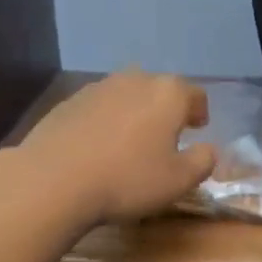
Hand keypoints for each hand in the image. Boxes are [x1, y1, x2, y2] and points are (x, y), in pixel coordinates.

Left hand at [20, 69, 216, 226]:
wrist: (53, 179)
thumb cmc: (127, 179)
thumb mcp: (178, 181)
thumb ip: (202, 161)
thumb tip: (208, 149)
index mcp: (168, 94)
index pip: (195, 94)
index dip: (200, 111)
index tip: (198, 128)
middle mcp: (135, 80)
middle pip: (159, 89)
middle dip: (166, 108)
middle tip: (167, 135)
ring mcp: (99, 87)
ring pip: (127, 94)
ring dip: (135, 112)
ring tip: (131, 140)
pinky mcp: (69, 101)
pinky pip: (99, 106)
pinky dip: (106, 119)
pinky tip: (99, 146)